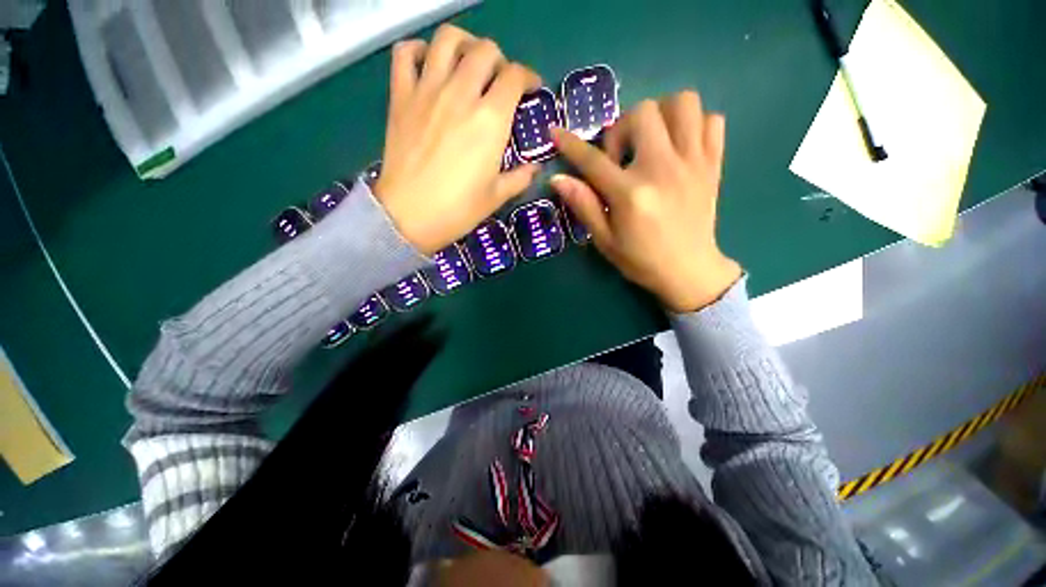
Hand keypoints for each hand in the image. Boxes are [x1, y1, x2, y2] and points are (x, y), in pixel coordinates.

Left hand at [374, 25, 541, 253]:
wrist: (410, 215)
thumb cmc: (458, 209)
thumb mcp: (497, 196)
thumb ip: (520, 177)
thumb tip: (535, 168)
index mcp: (491, 120)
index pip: (515, 77)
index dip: (528, 78)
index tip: (531, 89)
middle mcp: (461, 94)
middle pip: (485, 51)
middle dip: (500, 60)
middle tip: (499, 81)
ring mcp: (428, 91)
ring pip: (448, 40)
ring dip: (465, 45)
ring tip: (468, 63)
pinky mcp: (401, 96)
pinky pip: (405, 54)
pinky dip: (419, 50)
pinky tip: (429, 65)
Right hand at [550, 92, 740, 312]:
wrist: (689, 271)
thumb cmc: (641, 260)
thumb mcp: (605, 240)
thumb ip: (584, 206)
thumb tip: (559, 179)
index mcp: (631, 194)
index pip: (593, 160)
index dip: (570, 144)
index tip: (555, 132)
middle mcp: (663, 169)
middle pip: (642, 112)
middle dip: (622, 128)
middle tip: (621, 156)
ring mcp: (693, 162)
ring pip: (682, 102)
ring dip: (660, 115)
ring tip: (651, 141)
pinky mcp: (713, 164)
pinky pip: (712, 119)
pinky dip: (693, 124)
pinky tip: (679, 146)